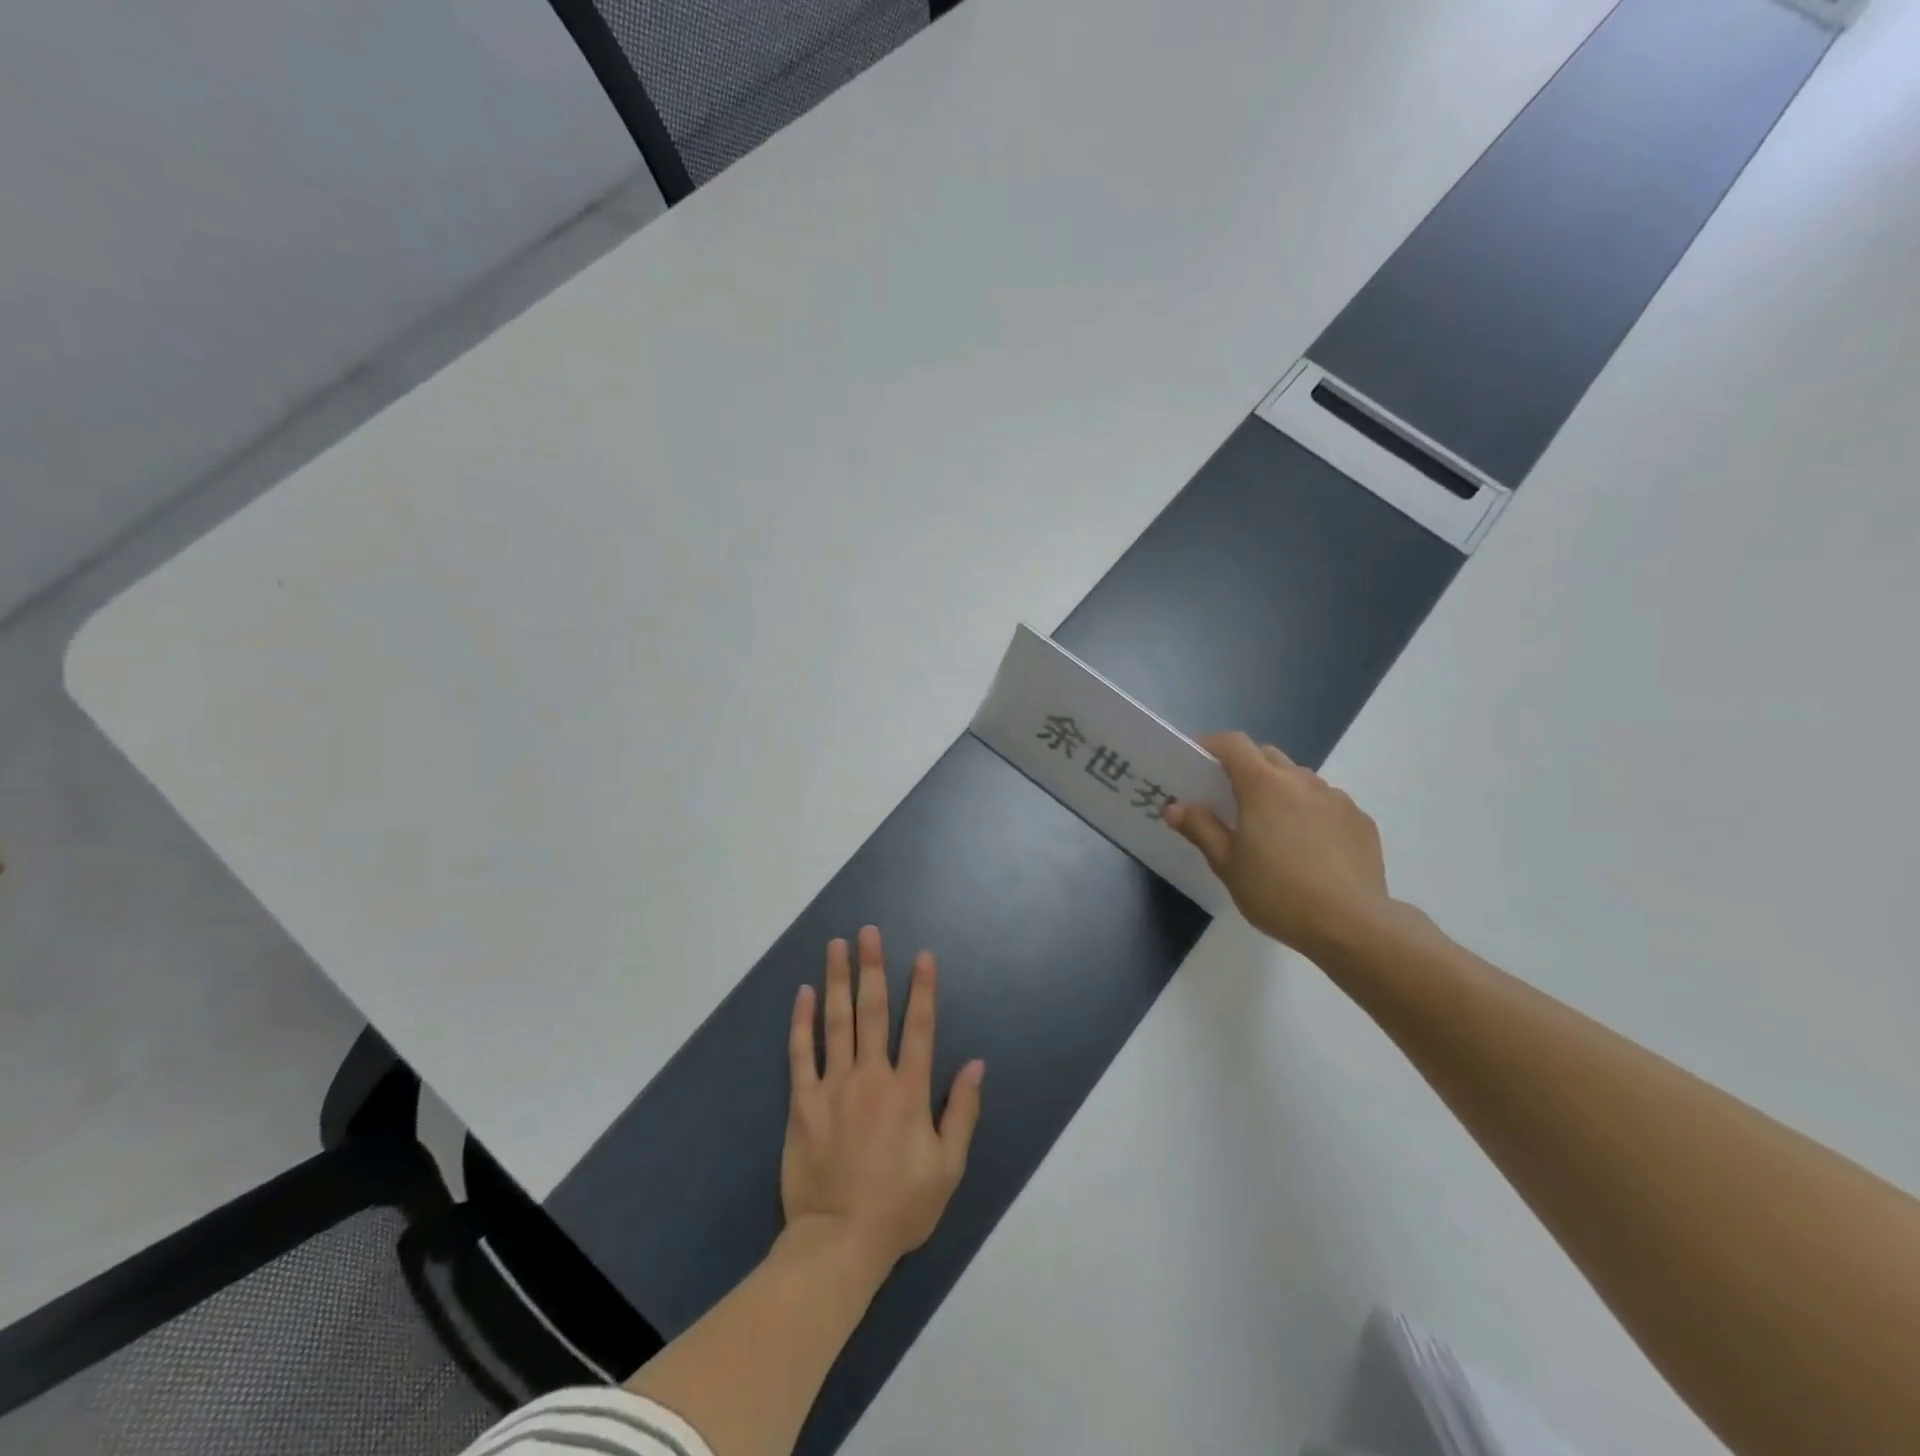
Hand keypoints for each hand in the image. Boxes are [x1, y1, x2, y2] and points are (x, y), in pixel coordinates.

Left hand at [781, 927, 983, 1283]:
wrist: (839, 1243)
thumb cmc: (900, 1207)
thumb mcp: (947, 1167)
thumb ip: (962, 1112)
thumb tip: (977, 1064)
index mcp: (909, 1091)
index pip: (920, 1027)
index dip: (923, 989)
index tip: (922, 955)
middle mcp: (872, 1078)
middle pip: (873, 1012)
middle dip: (872, 968)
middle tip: (867, 932)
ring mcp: (834, 1088)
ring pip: (836, 1023)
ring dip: (837, 981)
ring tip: (835, 947)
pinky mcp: (803, 1103)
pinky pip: (801, 1055)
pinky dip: (802, 1022)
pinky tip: (803, 995)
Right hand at [1166, 731, 1392, 957]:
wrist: (1352, 924)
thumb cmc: (1278, 892)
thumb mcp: (1227, 865)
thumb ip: (1201, 829)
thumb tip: (1176, 807)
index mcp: (1263, 785)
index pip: (1234, 744)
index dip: (1213, 745)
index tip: (1198, 760)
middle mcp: (1301, 781)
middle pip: (1267, 756)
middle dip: (1246, 766)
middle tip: (1231, 798)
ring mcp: (1336, 798)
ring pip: (1300, 779)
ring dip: (1280, 789)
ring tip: (1273, 827)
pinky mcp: (1361, 820)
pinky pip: (1327, 803)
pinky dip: (1311, 812)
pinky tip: (1309, 848)